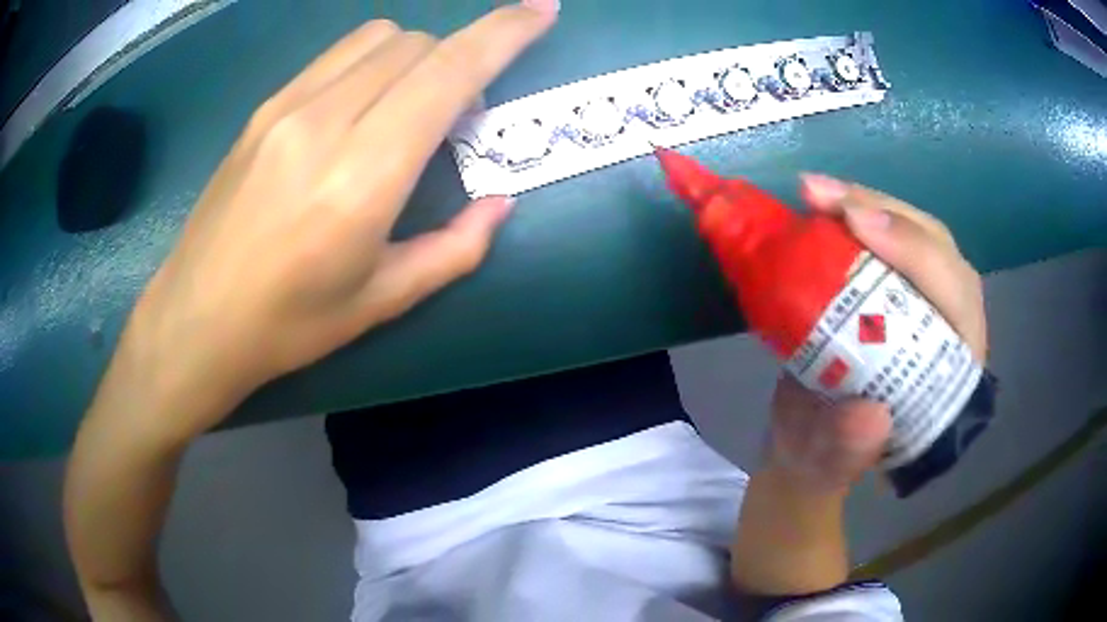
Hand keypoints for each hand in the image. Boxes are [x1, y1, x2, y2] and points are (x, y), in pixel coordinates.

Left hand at [121, 2, 558, 444]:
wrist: (196, 319)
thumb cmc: (289, 324)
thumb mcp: (383, 301)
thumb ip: (455, 249)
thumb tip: (499, 203)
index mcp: (363, 176)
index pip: (449, 71)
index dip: (504, 32)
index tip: (541, 10)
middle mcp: (325, 121)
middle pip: (417, 44)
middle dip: (458, 60)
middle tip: (457, 116)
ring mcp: (287, 106)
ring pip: (377, 38)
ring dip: (414, 56)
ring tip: (407, 106)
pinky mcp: (264, 108)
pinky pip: (336, 55)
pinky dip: (371, 62)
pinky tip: (359, 107)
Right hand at [764, 175, 987, 492]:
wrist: (805, 444)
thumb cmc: (824, 457)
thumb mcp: (829, 464)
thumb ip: (849, 450)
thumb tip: (871, 414)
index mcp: (951, 375)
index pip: (956, 300)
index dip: (917, 255)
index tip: (858, 225)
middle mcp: (947, 326)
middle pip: (938, 250)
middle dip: (887, 214)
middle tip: (824, 197)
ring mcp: (921, 298)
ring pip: (914, 231)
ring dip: (865, 201)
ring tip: (814, 191)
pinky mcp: (892, 283)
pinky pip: (883, 235)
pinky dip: (850, 211)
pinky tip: (819, 202)